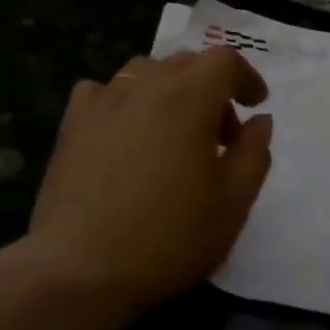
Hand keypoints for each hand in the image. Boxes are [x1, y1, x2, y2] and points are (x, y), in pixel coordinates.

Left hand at [25, 49, 272, 316]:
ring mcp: (101, 103)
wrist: (80, 269)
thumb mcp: (233, 203)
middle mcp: (143, 86)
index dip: (246, 77)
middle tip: (220, 138)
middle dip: (211, 89)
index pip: (223, 60)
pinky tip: (124, 136)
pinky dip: (124, 102)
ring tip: (173, 135)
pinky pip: (103, 92)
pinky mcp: (71, 125)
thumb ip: (254, 153)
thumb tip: (258, 120)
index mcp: (188, 98)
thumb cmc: (168, 237)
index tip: (255, 106)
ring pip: (144, 72)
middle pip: (185, 63)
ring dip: (169, 92)